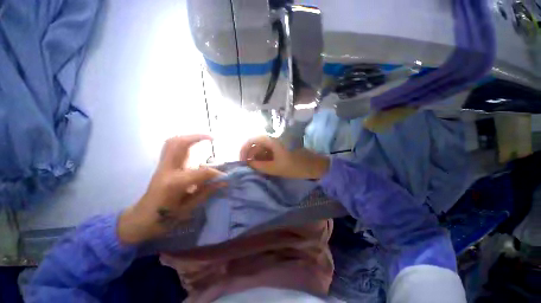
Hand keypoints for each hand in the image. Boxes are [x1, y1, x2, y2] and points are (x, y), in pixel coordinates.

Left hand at [118, 135, 224, 244]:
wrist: (141, 219)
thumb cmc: (164, 218)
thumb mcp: (188, 208)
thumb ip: (207, 191)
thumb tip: (224, 181)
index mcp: (174, 183)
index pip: (201, 171)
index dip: (216, 173)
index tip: (225, 176)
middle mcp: (167, 170)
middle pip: (178, 144)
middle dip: (196, 137)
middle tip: (211, 138)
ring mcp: (162, 166)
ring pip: (173, 142)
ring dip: (189, 137)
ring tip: (204, 139)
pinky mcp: (162, 166)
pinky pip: (172, 148)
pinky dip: (184, 143)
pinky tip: (194, 147)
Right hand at [240, 136, 329, 179]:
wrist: (314, 166)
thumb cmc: (296, 166)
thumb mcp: (276, 168)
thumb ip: (260, 166)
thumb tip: (248, 163)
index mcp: (272, 140)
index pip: (252, 140)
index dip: (244, 149)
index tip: (241, 160)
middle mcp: (274, 139)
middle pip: (257, 144)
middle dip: (250, 155)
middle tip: (247, 167)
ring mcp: (278, 143)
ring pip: (262, 148)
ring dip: (256, 157)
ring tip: (254, 168)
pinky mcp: (281, 148)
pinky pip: (268, 151)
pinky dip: (263, 158)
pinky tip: (262, 166)